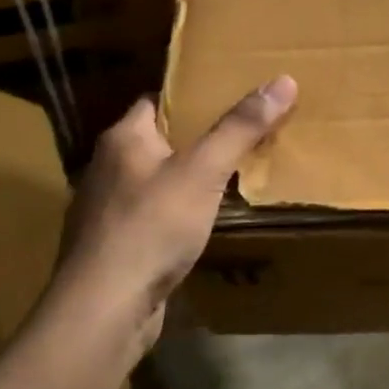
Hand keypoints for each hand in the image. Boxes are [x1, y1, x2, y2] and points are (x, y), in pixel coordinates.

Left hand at [41, 76, 297, 351]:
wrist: (104, 308)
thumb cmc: (152, 227)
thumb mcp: (204, 172)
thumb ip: (240, 128)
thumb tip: (283, 80)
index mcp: (123, 138)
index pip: (158, 100)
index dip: (194, 96)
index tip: (232, 95)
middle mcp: (108, 167)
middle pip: (159, 139)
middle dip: (198, 137)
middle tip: (245, 134)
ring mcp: (107, 209)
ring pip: (156, 180)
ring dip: (188, 178)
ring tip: (232, 176)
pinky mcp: (114, 245)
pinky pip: (153, 215)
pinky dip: (178, 212)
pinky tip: (204, 224)